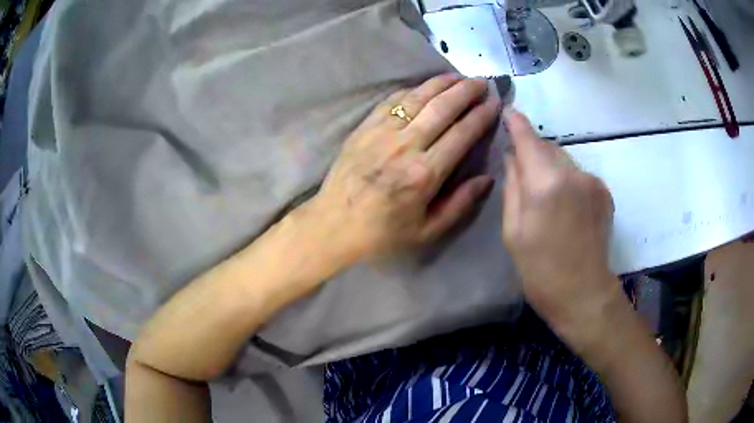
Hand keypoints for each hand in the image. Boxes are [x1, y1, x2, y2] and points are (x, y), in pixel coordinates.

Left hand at [308, 74, 499, 260]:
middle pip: (442, 108)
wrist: (333, 226)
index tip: (494, 103)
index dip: (481, 115)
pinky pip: (392, 101)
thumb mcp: (427, 231)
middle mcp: (406, 147)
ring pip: (417, 98)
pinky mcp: (364, 128)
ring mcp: (381, 133)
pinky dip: (412, 90)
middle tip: (482, 81)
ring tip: (459, 76)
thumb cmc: (382, 233)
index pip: (462, 134)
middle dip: (466, 91)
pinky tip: (425, 86)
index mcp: (425, 174)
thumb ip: (460, 204)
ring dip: (441, 83)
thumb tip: (487, 178)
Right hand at [501, 108, 618, 340]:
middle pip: (548, 146)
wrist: (583, 293)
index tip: (507, 110)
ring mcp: (593, 181)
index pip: (528, 138)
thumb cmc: (539, 269)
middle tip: (522, 170)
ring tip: (546, 195)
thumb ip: (512, 186)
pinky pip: (579, 174)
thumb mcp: (513, 231)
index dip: (516, 122)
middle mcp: (572, 174)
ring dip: (551, 166)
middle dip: (533, 150)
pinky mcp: (604, 191)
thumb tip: (512, 157)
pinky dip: (568, 179)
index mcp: (545, 184)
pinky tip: (566, 205)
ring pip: (564, 159)